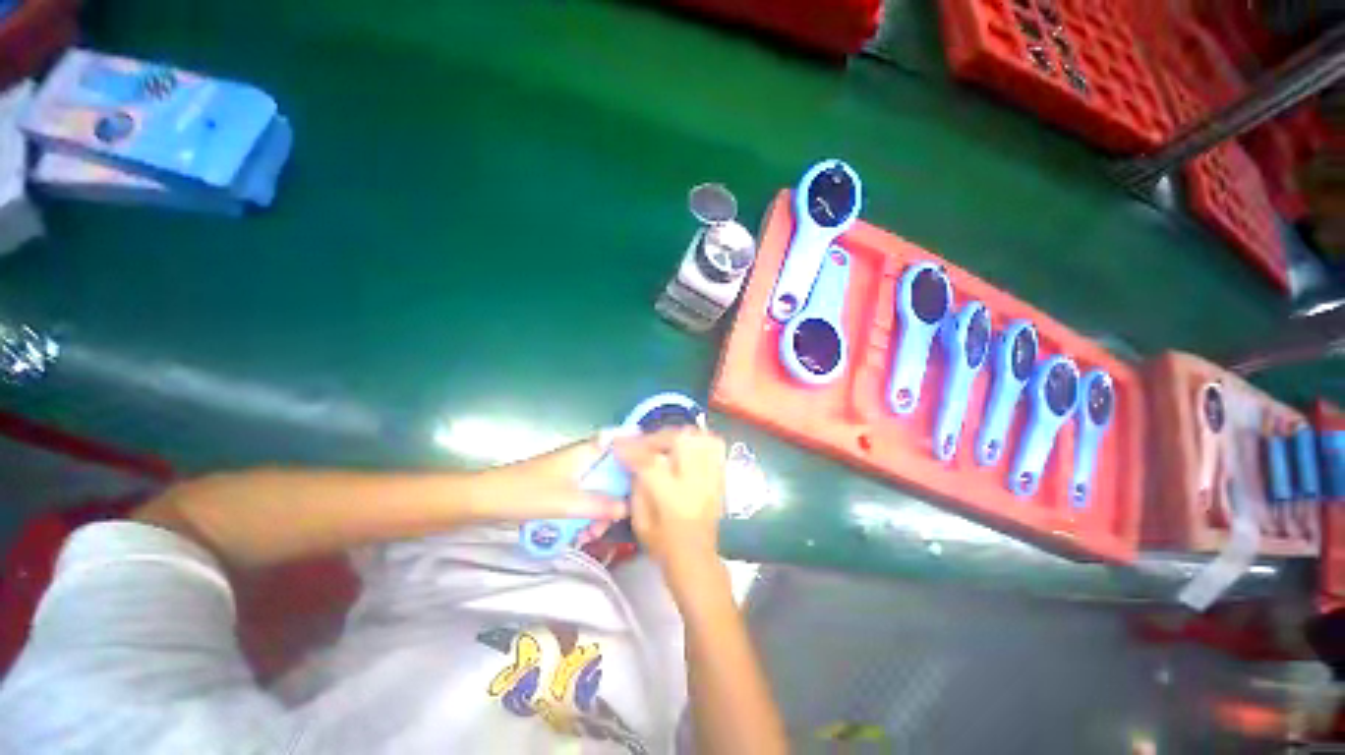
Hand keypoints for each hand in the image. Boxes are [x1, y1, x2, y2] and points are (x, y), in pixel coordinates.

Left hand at [473, 437, 626, 539]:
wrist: (485, 499)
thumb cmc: (528, 493)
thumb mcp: (568, 503)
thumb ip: (600, 505)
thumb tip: (628, 508)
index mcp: (587, 452)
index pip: (621, 446)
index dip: (635, 459)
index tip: (645, 479)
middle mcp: (582, 458)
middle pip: (611, 473)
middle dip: (614, 499)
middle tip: (609, 524)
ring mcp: (571, 471)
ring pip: (597, 488)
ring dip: (598, 511)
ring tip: (590, 535)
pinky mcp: (560, 485)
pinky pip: (582, 496)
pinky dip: (584, 513)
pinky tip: (579, 533)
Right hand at [614, 428, 726, 573]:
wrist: (696, 559)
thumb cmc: (663, 545)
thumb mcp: (640, 521)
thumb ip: (637, 487)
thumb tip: (634, 461)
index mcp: (672, 498)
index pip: (650, 462)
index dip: (632, 449)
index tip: (617, 444)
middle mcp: (695, 483)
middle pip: (680, 440)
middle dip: (657, 437)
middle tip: (643, 443)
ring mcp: (711, 477)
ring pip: (700, 438)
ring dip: (679, 435)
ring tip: (665, 441)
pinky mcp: (720, 476)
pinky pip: (715, 446)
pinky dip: (699, 439)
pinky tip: (686, 444)